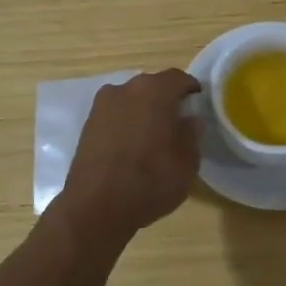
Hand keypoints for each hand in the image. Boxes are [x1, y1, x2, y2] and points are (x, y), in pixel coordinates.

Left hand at [56, 70, 201, 239]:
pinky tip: (132, 146)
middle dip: (166, 99)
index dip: (190, 88)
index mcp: (154, 91)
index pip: (178, 78)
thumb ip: (191, 135)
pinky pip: (115, 116)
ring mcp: (102, 106)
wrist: (95, 207)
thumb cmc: (150, 181)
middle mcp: (125, 89)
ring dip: (143, 111)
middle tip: (178, 121)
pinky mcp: (87, 126)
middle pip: (152, 86)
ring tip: (154, 136)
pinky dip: (126, 124)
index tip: (198, 102)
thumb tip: (190, 120)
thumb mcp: (186, 163)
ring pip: (131, 100)